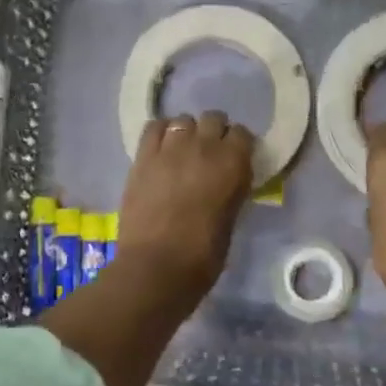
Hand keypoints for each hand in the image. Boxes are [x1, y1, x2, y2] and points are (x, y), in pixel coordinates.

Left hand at [116, 111, 254, 309]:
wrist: (156, 267)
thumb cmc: (203, 255)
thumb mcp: (231, 218)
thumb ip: (232, 189)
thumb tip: (228, 179)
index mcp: (233, 163)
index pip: (242, 134)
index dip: (238, 146)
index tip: (235, 159)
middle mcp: (204, 146)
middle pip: (213, 119)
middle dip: (214, 132)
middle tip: (209, 155)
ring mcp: (170, 148)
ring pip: (183, 120)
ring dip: (187, 132)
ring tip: (183, 152)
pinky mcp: (143, 157)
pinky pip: (154, 128)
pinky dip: (161, 133)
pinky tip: (162, 149)